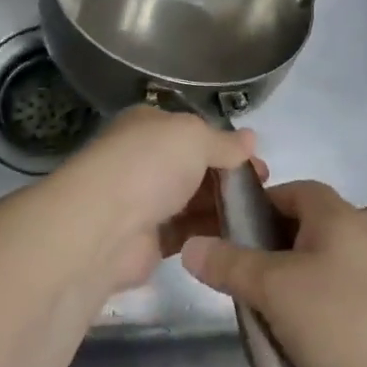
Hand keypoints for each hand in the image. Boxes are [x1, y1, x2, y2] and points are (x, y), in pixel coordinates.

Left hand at [47, 107, 258, 294]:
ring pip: (192, 200)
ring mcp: (144, 200)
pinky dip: (210, 233)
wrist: (103, 227)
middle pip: (194, 166)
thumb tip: (251, 138)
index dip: (225, 144)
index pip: (193, 131)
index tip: (257, 161)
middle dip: (228, 176)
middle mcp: (144, 159)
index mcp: (149, 125)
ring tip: (258, 214)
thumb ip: (224, 141)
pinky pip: (187, 232)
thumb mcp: (195, 137)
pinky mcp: (148, 241)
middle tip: (263, 189)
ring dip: (222, 205)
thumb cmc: (149, 165)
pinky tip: (239, 237)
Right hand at [180, 180, 366, 366]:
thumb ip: (231, 265)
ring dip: (288, 288)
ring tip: (258, 313)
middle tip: (236, 277)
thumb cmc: (342, 317)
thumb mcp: (275, 288)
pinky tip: (293, 342)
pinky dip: (312, 315)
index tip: (228, 230)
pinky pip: (335, 303)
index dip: (258, 204)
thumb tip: (192, 246)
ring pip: (317, 271)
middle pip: (302, 230)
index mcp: (335, 215)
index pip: (291, 190)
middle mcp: (358, 236)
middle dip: (267, 251)